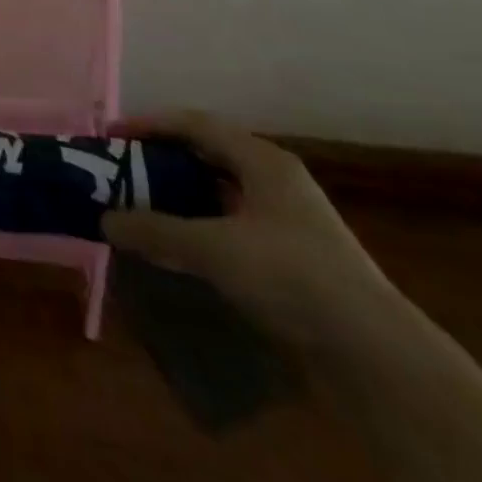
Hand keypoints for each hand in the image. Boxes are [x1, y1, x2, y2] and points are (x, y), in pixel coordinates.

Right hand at [101, 111, 396, 345]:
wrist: (376, 356)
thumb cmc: (291, 276)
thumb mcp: (213, 248)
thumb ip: (155, 230)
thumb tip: (105, 219)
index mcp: (262, 160)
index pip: (194, 125)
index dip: (149, 125)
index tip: (112, 135)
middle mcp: (276, 180)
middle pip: (208, 154)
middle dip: (163, 159)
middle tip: (124, 168)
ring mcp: (289, 220)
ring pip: (221, 191)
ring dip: (182, 195)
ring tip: (144, 205)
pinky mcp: (295, 258)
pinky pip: (233, 224)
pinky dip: (202, 226)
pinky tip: (183, 246)